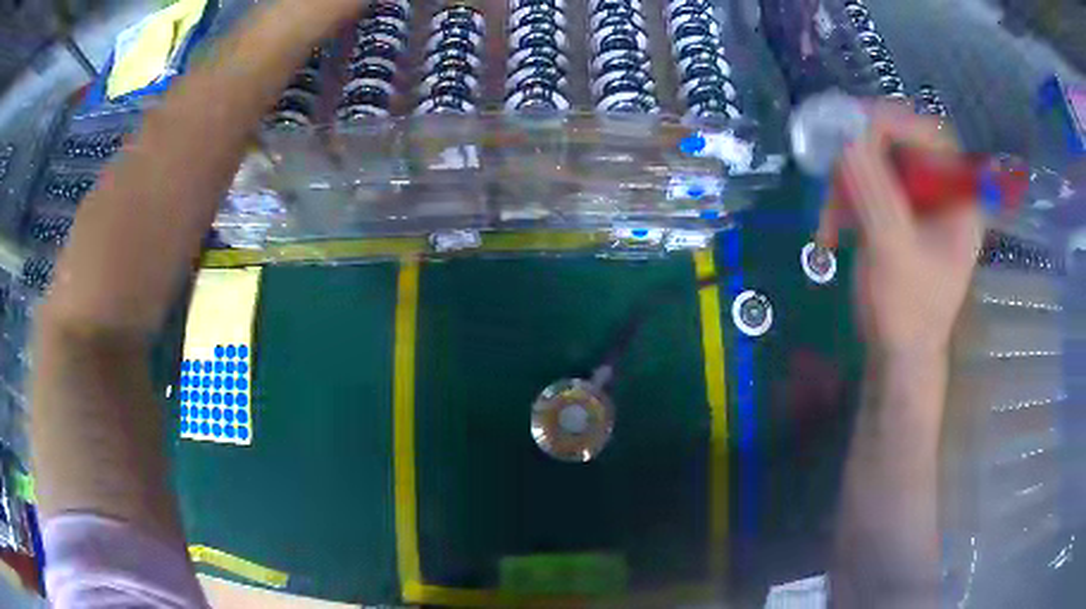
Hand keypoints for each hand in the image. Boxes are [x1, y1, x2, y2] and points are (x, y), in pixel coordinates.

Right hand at [818, 102, 982, 357]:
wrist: (898, 357)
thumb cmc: (907, 313)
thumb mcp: (892, 249)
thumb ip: (871, 189)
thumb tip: (842, 132)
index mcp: (959, 198)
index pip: (930, 133)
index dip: (892, 120)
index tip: (849, 126)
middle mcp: (943, 191)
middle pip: (901, 142)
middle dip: (861, 157)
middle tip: (830, 170)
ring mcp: (920, 202)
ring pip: (878, 162)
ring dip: (847, 183)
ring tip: (829, 218)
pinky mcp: (899, 212)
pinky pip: (868, 184)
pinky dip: (846, 198)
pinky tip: (833, 227)